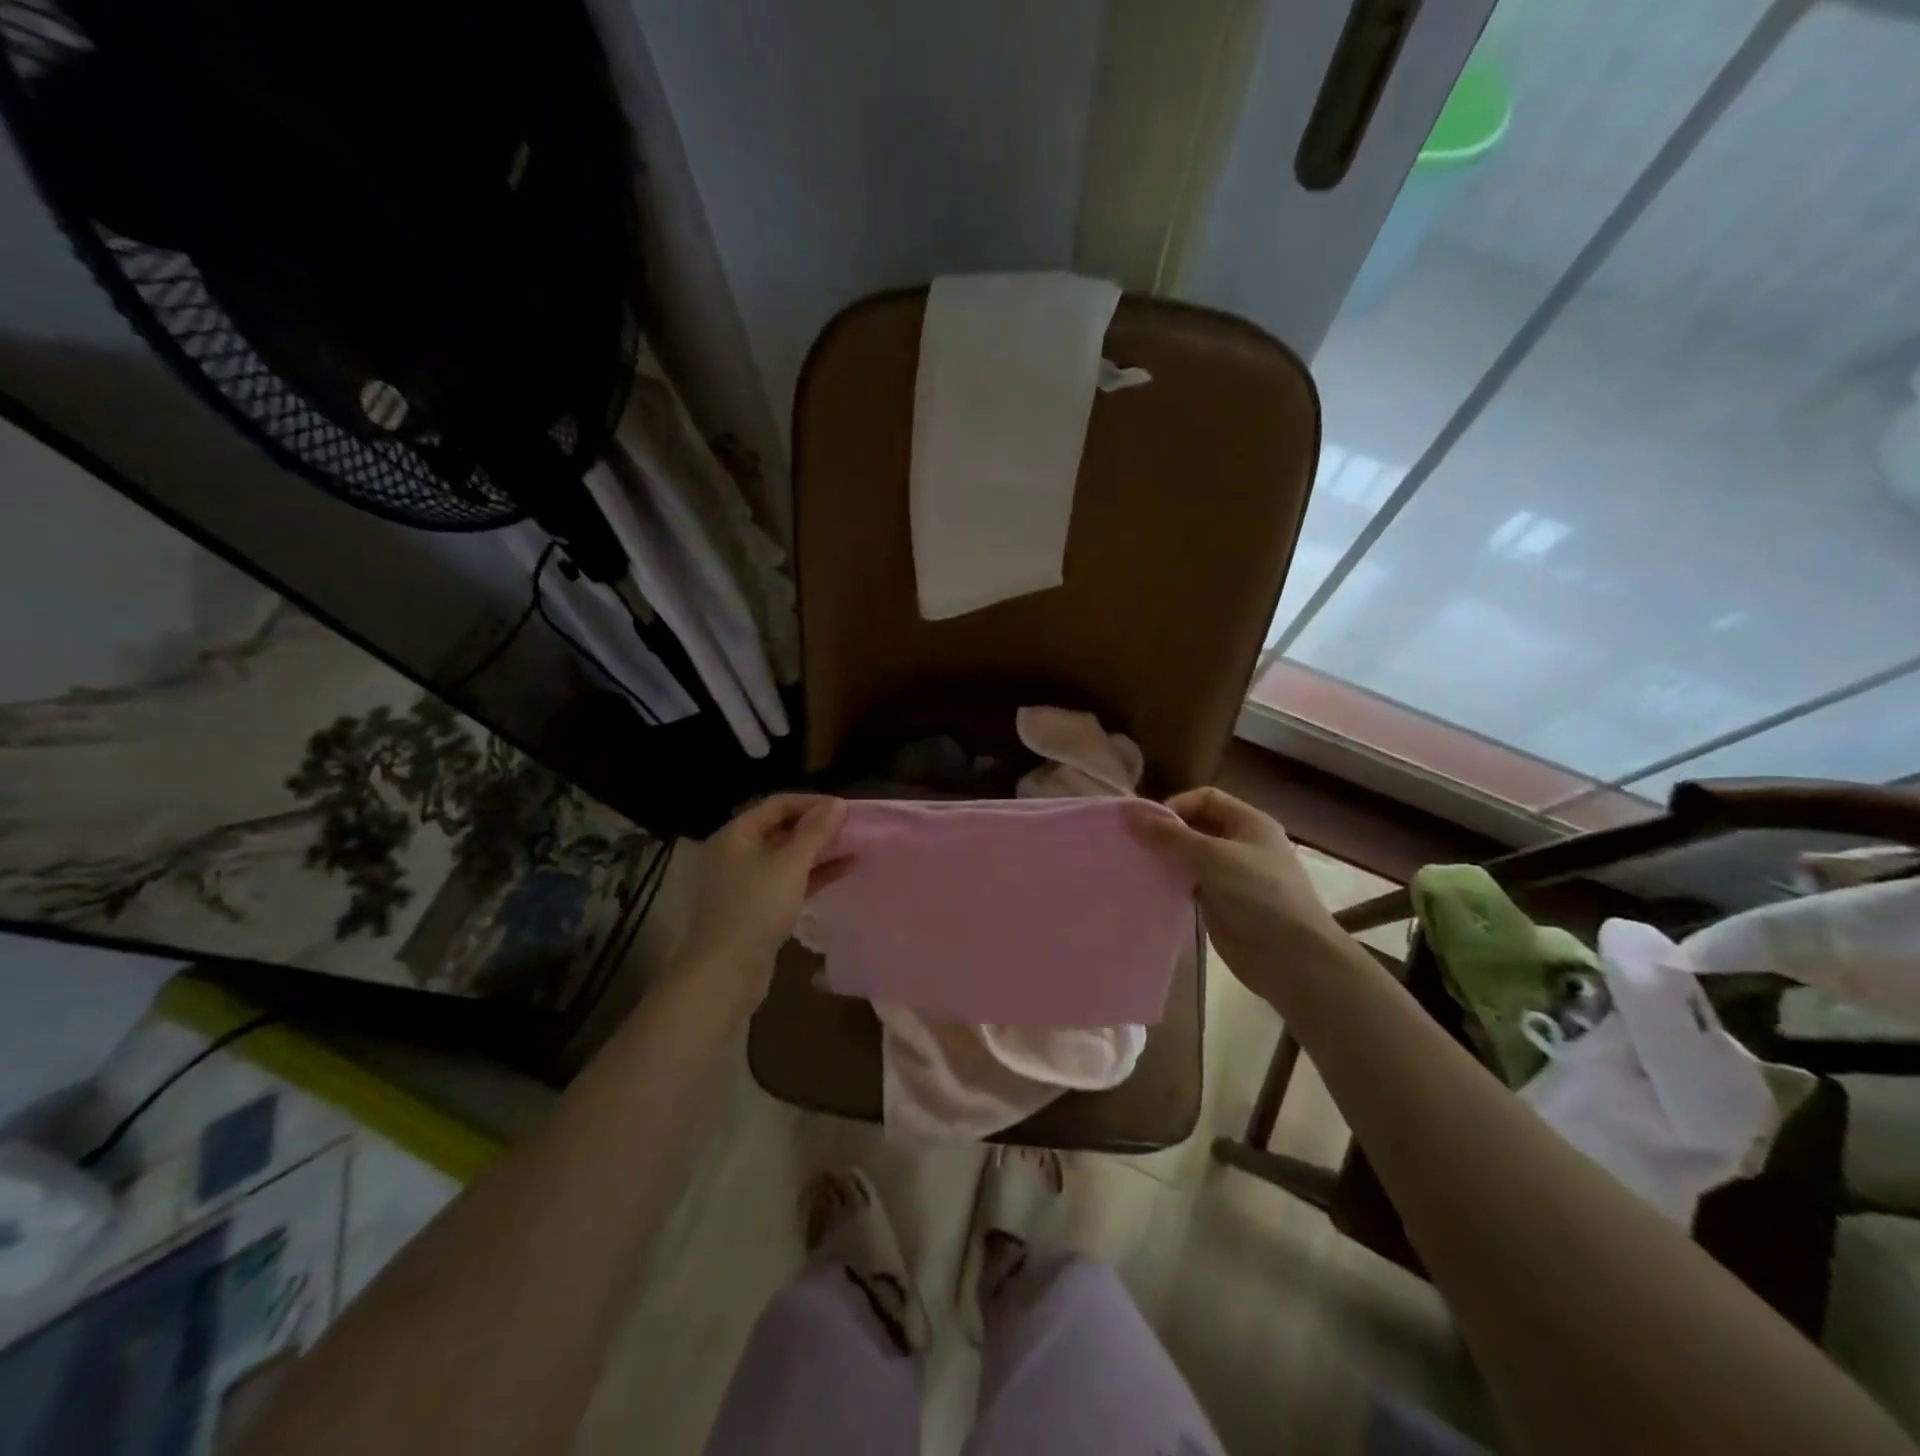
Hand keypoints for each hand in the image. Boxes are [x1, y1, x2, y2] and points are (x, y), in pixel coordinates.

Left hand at [677, 794, 849, 985]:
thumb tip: (837, 803)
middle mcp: (737, 853)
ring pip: (787, 857)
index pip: (778, 804)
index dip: (813, 803)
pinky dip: (813, 874)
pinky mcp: (756, 907)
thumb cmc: (756, 908)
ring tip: (854, 847)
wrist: (724, 972)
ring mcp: (745, 882)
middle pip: (782, 829)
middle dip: (818, 827)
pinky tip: (842, 871)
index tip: (846, 809)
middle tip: (852, 828)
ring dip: (819, 851)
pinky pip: (788, 880)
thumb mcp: (790, 864)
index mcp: (736, 834)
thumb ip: (816, 831)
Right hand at [1126, 788, 1345, 997]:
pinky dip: (1173, 882)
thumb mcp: (1212, 856)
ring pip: (1191, 857)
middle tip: (1136, 847)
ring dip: (1167, 859)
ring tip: (1139, 867)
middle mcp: (1241, 844)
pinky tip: (1153, 888)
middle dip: (1167, 833)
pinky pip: (1191, 884)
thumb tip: (1131, 814)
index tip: (1149, 828)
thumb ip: (1170, 835)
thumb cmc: (1258, 895)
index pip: (1204, 798)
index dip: (1176, 807)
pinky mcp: (1222, 903)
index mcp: (1249, 822)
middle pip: (1196, 826)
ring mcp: (1232, 875)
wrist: (1292, 958)